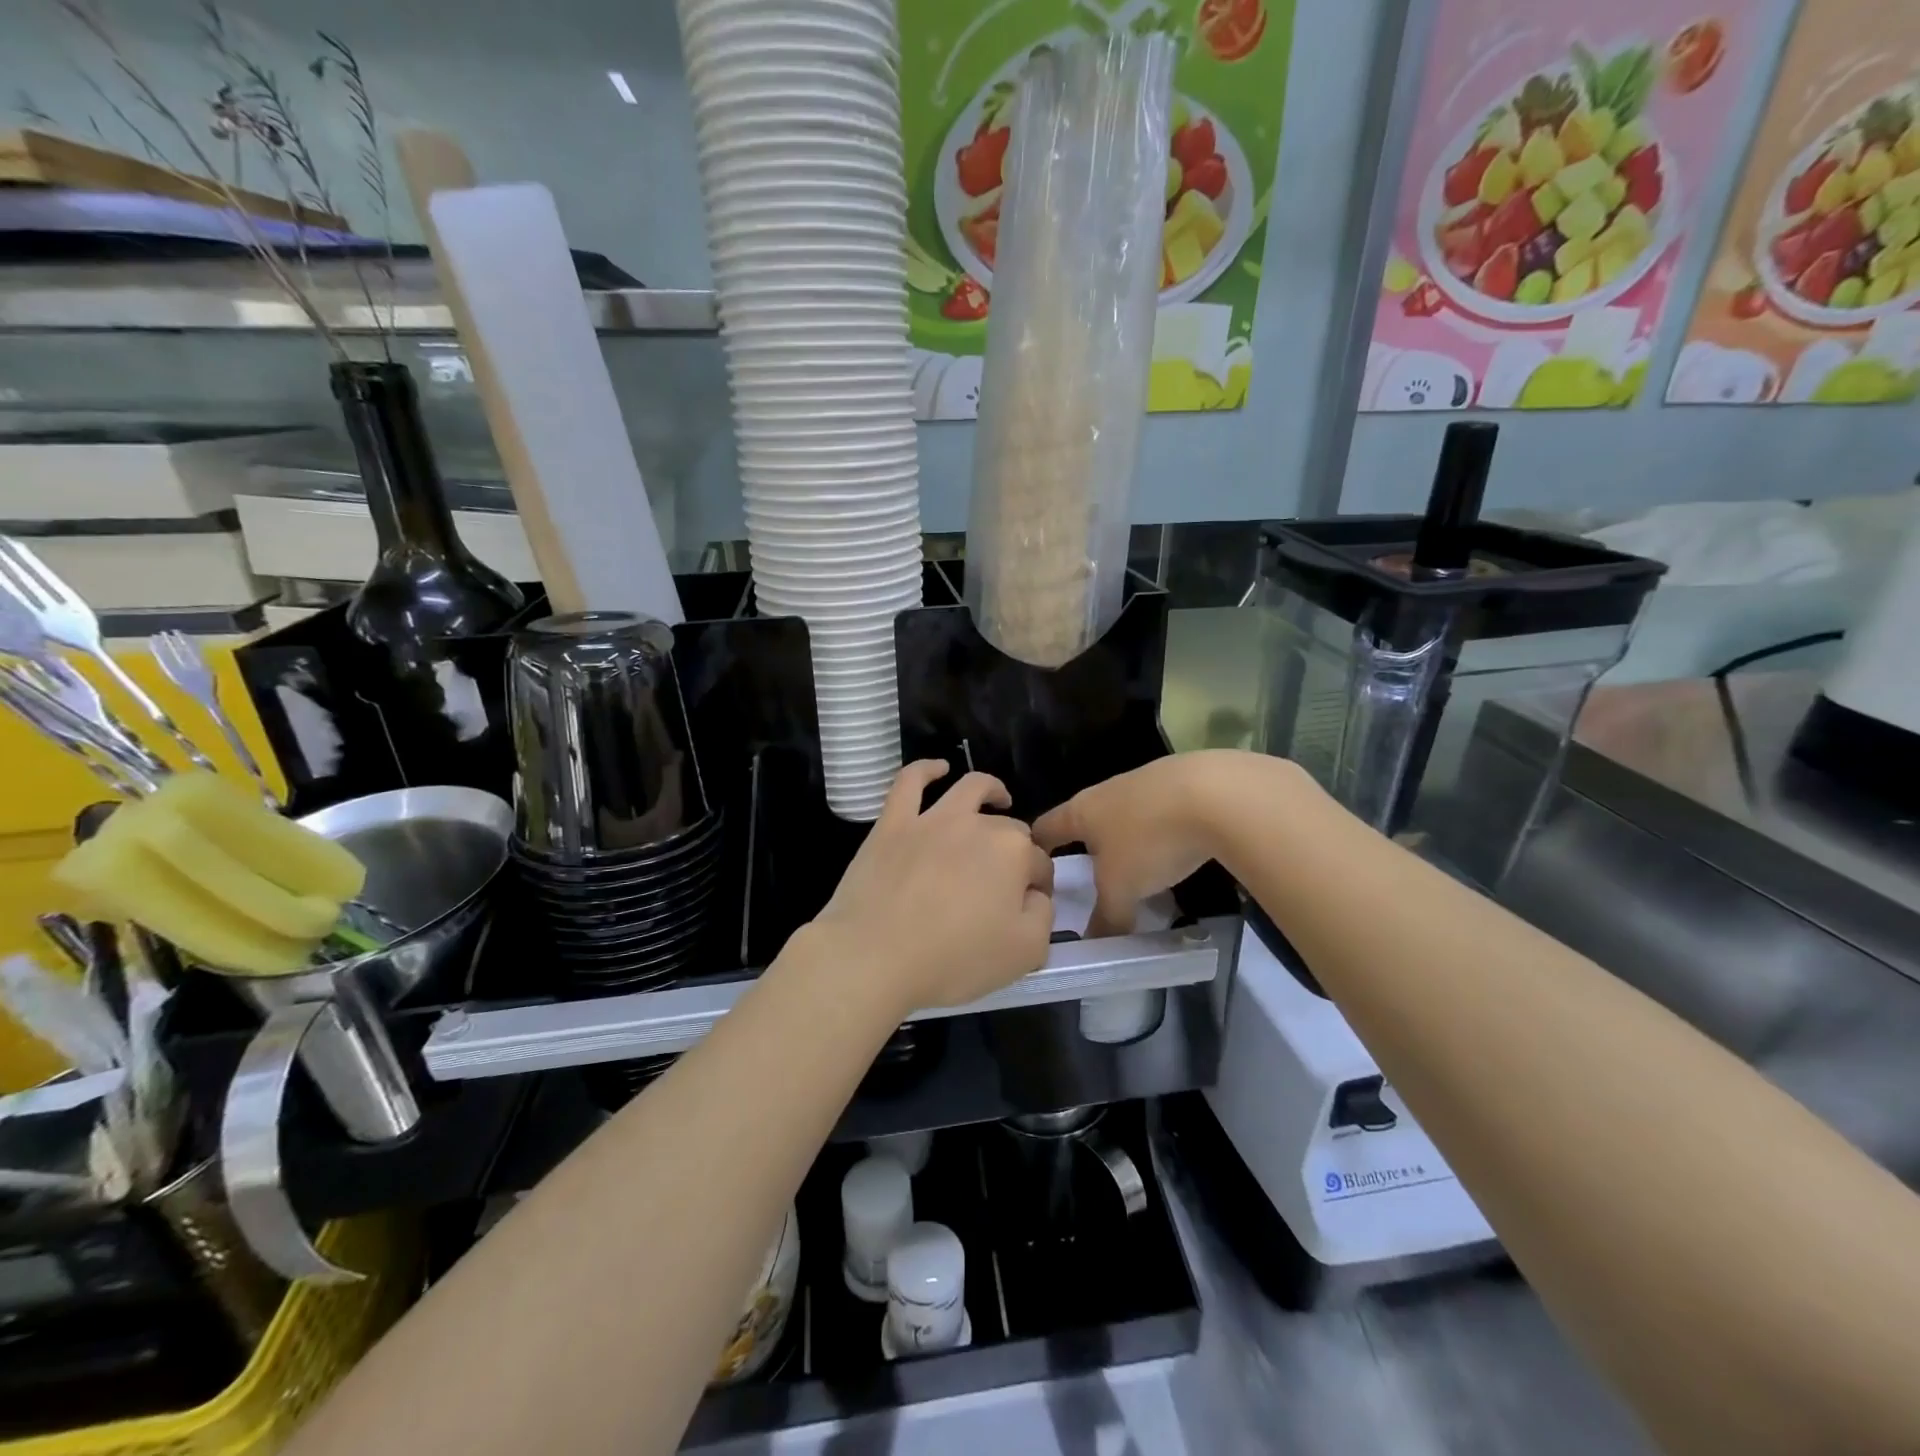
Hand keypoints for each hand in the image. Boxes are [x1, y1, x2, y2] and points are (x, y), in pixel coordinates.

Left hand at [808, 761, 1054, 1016]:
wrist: (874, 956)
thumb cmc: (953, 959)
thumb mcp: (1025, 953)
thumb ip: (1043, 916)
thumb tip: (1034, 895)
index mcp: (1013, 853)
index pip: (1039, 865)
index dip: (1039, 886)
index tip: (1029, 908)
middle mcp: (977, 824)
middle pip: (1009, 829)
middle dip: (1017, 849)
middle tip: (1006, 881)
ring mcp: (932, 819)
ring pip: (970, 789)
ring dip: (991, 790)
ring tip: (998, 797)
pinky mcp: (893, 823)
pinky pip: (910, 782)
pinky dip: (926, 769)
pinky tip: (938, 769)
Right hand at [1034, 750, 1294, 935]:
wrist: (1217, 794)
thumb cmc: (1150, 840)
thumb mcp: (1122, 889)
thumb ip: (1106, 917)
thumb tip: (1094, 942)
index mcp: (1081, 811)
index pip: (1045, 827)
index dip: (1035, 847)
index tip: (1033, 867)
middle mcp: (1107, 790)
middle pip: (1086, 819)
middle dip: (1085, 846)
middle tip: (1089, 878)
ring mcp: (1145, 781)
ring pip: (1125, 814)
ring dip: (1126, 839)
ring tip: (1137, 869)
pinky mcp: (1182, 781)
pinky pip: (1160, 810)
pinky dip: (1161, 831)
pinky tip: (1177, 849)